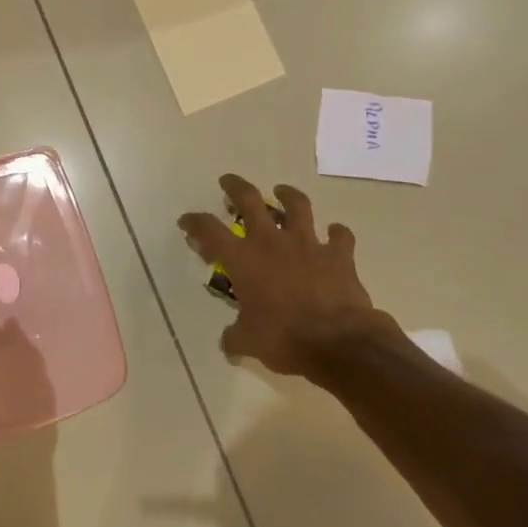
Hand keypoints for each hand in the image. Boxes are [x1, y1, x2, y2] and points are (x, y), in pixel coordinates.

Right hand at [179, 174, 398, 378]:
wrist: (338, 342)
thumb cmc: (285, 339)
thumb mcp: (249, 342)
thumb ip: (235, 337)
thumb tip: (228, 343)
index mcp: (243, 260)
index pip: (209, 231)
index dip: (194, 222)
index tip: (187, 221)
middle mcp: (272, 242)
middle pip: (250, 200)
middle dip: (235, 187)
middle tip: (228, 182)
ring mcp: (308, 244)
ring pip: (297, 206)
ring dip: (287, 195)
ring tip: (282, 191)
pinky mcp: (338, 255)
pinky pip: (340, 236)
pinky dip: (337, 233)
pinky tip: (334, 233)